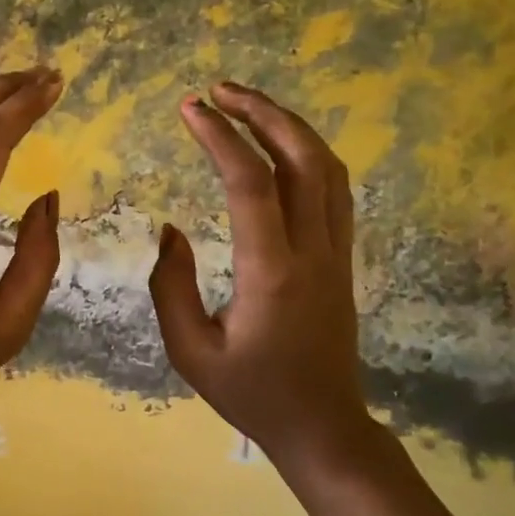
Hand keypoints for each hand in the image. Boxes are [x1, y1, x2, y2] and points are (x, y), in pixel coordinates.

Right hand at [149, 82, 388, 476]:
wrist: (323, 426)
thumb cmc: (251, 394)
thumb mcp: (190, 351)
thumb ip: (171, 286)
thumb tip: (170, 230)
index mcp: (272, 274)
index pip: (251, 185)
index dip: (221, 138)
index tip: (189, 108)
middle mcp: (313, 252)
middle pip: (302, 159)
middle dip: (262, 113)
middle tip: (220, 89)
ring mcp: (337, 252)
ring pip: (327, 168)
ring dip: (289, 126)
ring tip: (246, 104)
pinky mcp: (344, 258)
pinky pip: (334, 189)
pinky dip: (307, 152)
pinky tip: (279, 145)